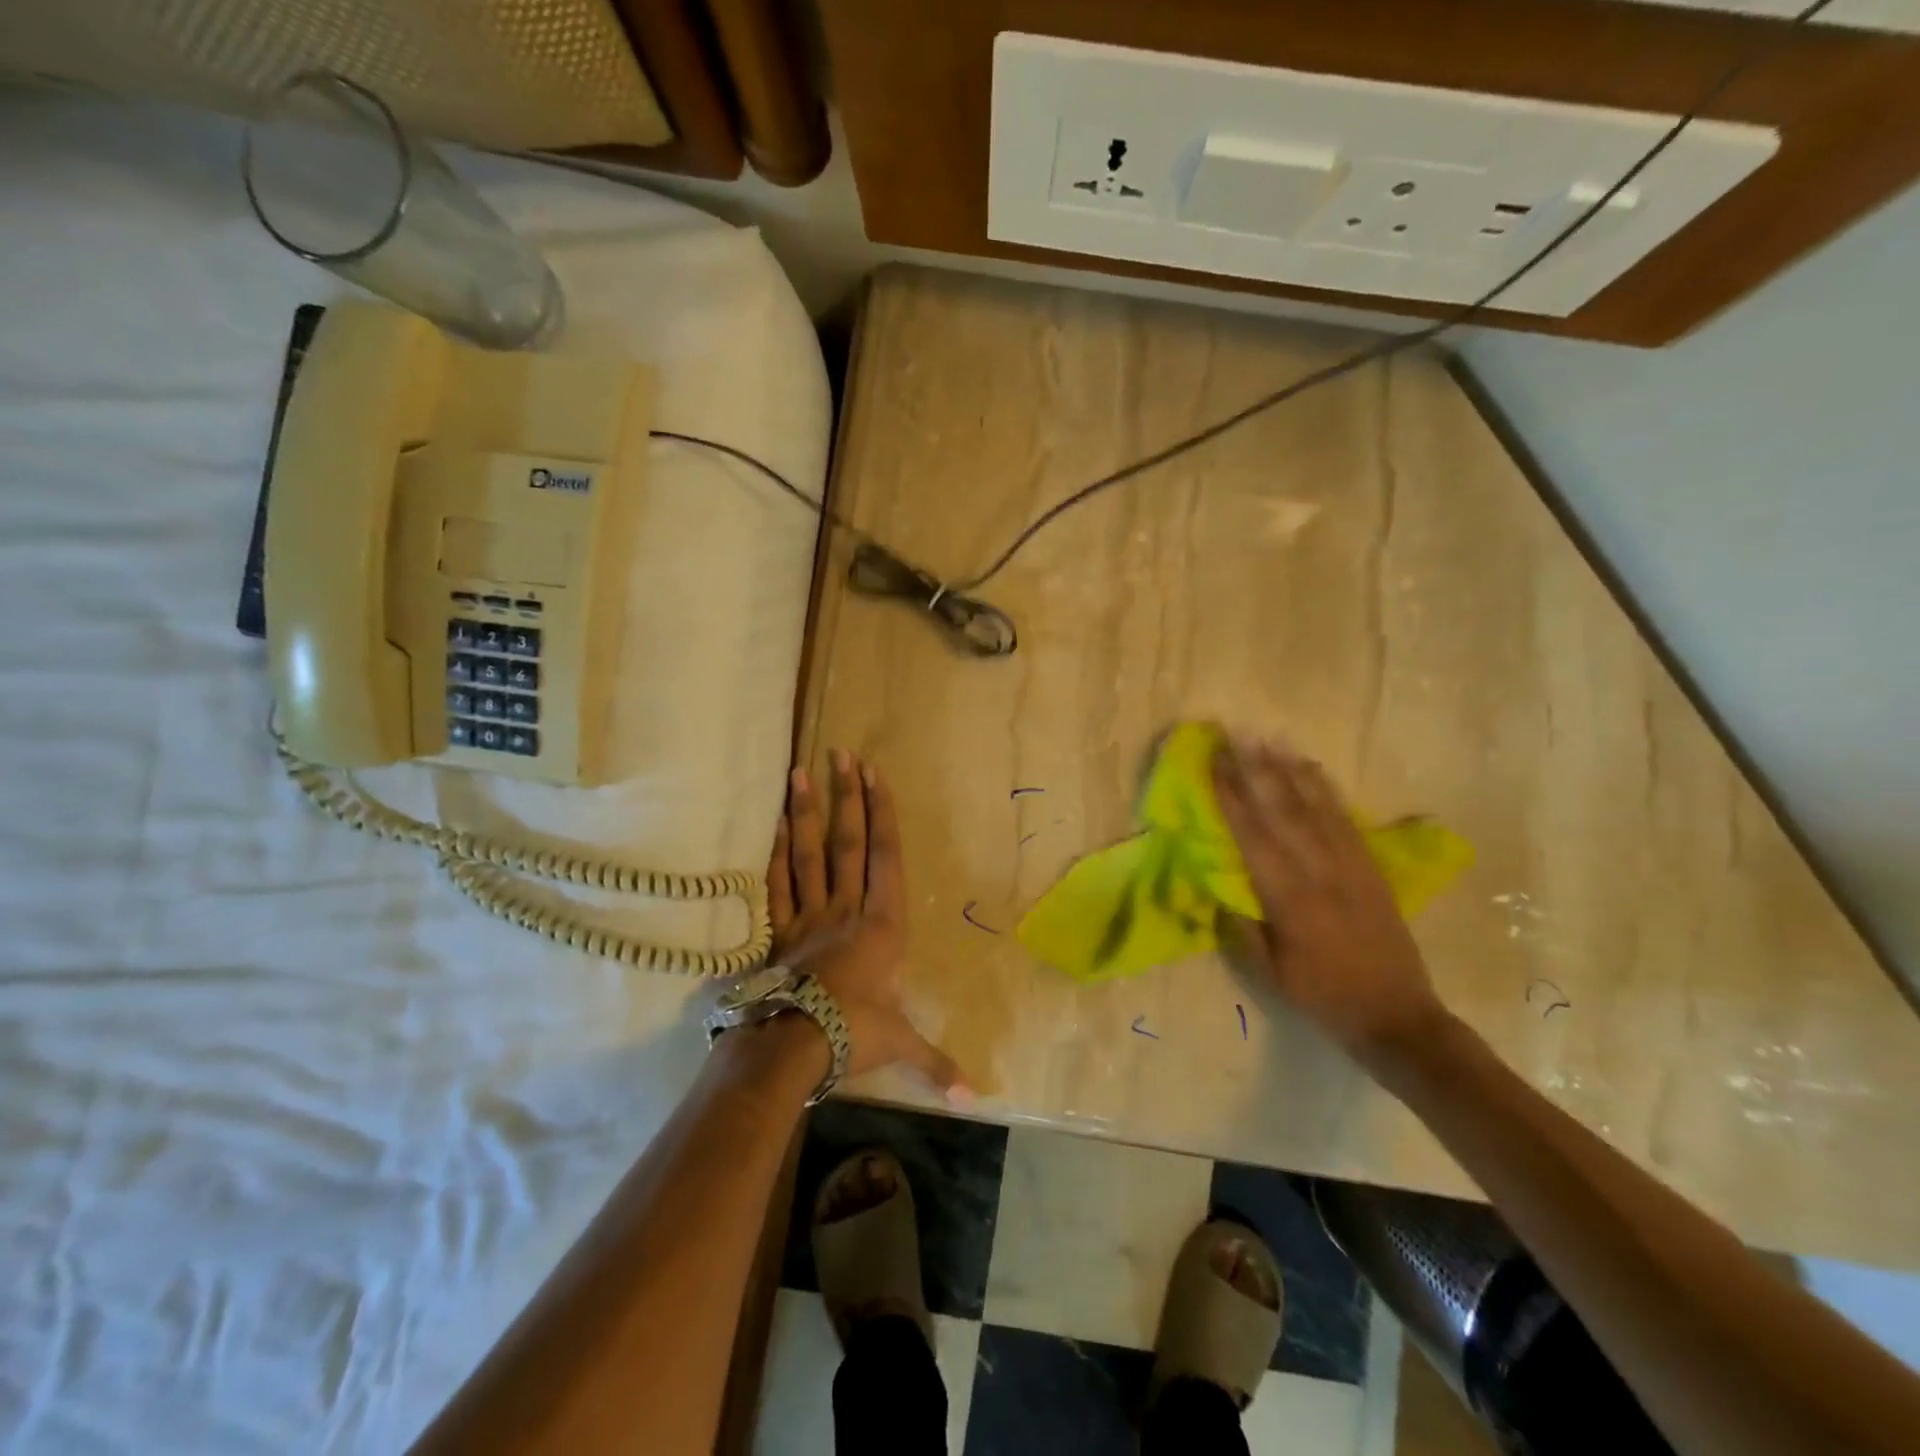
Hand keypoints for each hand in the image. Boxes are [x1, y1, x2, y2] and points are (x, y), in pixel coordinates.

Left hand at [767, 749, 966, 1096]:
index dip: (881, 813)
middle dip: (847, 795)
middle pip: (847, 842)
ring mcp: (809, 916)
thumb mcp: (901, 1045)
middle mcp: (846, 908)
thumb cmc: (854, 1034)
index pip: (884, 856)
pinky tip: (778, 825)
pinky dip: (777, 853)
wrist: (793, 1045)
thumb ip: (936, 1063)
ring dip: (806, 811)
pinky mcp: (780, 931)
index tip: (874, 774)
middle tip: (840, 753)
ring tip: (799, 771)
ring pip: (809, 854)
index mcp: (882, 924)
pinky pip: (778, 884)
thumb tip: (974, 1098)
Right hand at [1212, 737, 1446, 1066]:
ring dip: (1290, 768)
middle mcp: (1319, 872)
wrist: (1398, 1017)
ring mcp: (1351, 866)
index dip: (1230, 797)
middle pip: (1282, 810)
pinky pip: (1346, 819)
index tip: (1213, 763)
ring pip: (1316, 806)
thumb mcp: (1269, 972)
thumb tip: (1216, 884)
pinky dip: (1326, 789)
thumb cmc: (1323, 997)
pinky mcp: (1371, 868)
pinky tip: (1312, 768)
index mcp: (1288, 899)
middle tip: (1236, 733)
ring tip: (1270, 737)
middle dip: (1256, 768)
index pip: (1251, 836)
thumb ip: (1241, 925)